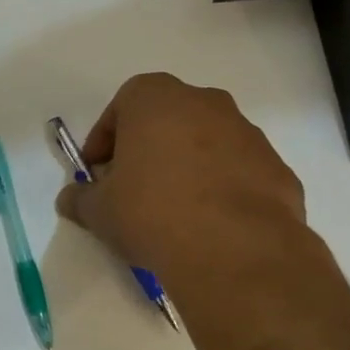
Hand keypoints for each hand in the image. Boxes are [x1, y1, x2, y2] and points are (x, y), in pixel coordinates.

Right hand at [55, 73, 305, 277]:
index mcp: (156, 99)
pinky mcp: (277, 169)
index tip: (99, 173)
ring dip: (188, 167)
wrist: (235, 250)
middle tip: (133, 188)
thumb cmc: (152, 212)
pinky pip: (239, 172)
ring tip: (175, 212)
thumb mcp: (99, 211)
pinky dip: (223, 189)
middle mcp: (205, 103)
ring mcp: (248, 134)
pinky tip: (211, 226)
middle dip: (148, 148)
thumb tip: (71, 199)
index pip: (121, 105)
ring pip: (207, 143)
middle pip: (167, 119)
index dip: (105, 140)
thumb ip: (81, 199)